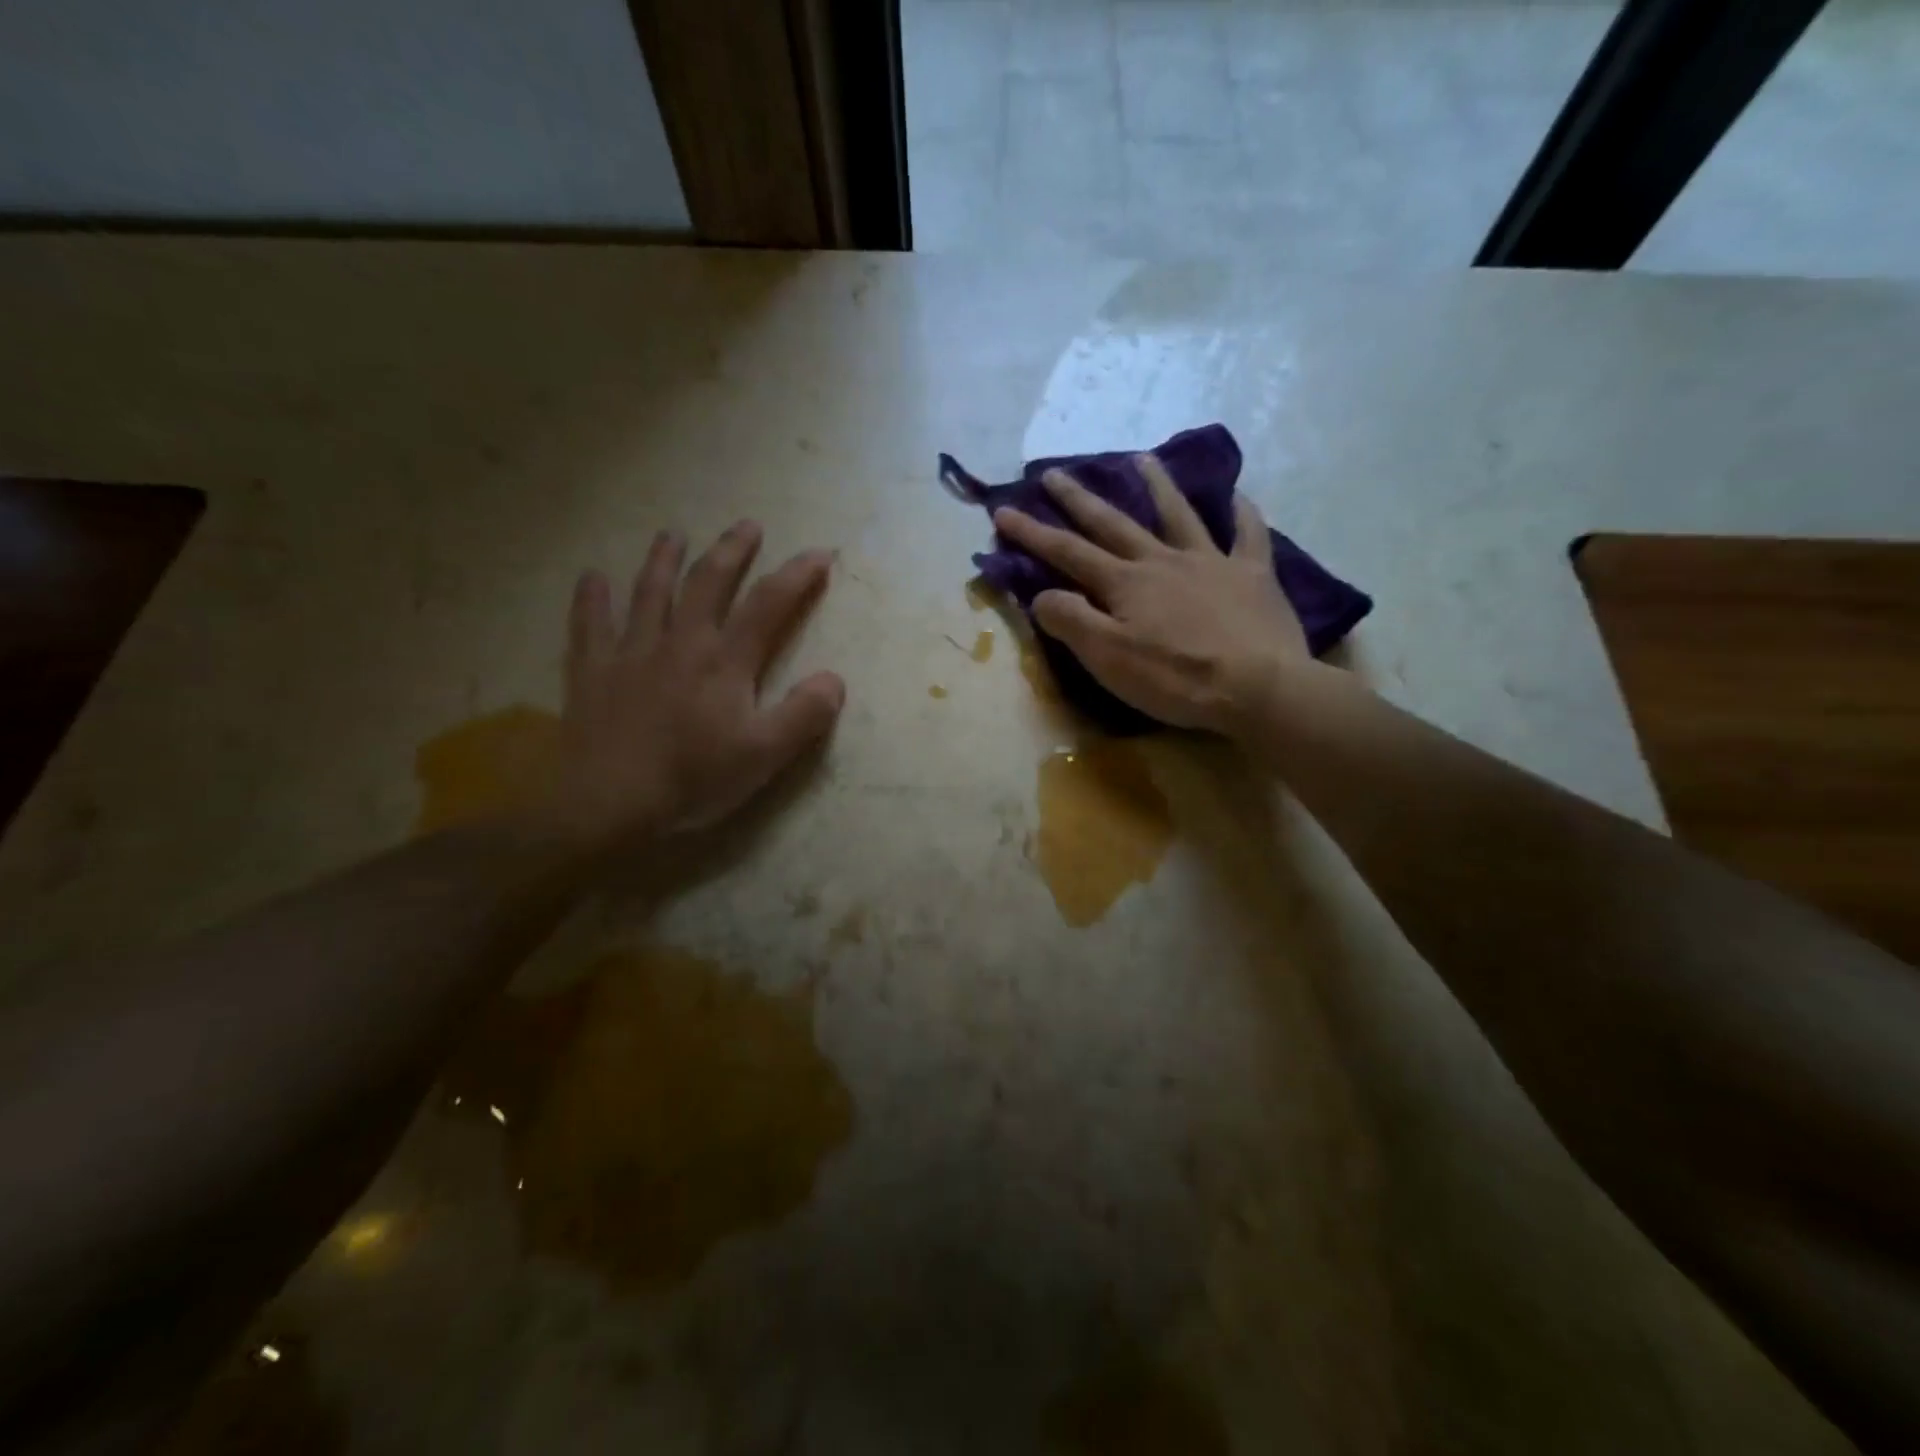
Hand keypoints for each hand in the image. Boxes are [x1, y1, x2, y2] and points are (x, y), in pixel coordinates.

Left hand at [540, 521, 845, 847]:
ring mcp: (630, 653)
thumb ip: (804, 715)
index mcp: (724, 662)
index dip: (797, 575)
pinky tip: (591, 577)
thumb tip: (835, 679)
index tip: (818, 554)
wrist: (609, 805)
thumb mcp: (764, 756)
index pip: (768, 605)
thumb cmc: (692, 780)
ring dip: (663, 559)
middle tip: (747, 525)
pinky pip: (589, 624)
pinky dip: (591, 598)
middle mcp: (679, 643)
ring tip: (672, 534)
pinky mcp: (592, 672)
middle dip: (731, 551)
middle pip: (708, 583)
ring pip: (649, 593)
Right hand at [992, 455, 1307, 735]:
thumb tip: (1042, 594)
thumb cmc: (1176, 678)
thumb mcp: (1108, 659)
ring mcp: (1211, 563)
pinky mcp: (1252, 576)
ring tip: (1141, 459)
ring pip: (1179, 515)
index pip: (1068, 552)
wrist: (1257, 688)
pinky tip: (1238, 496)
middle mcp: (1162, 561)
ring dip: (1157, 486)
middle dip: (1079, 499)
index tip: (1003, 511)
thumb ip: (1072, 622)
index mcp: (1125, 583)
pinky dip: (1242, 514)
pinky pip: (1248, 535)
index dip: (1032, 532)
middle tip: (1054, 473)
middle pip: (1113, 524)